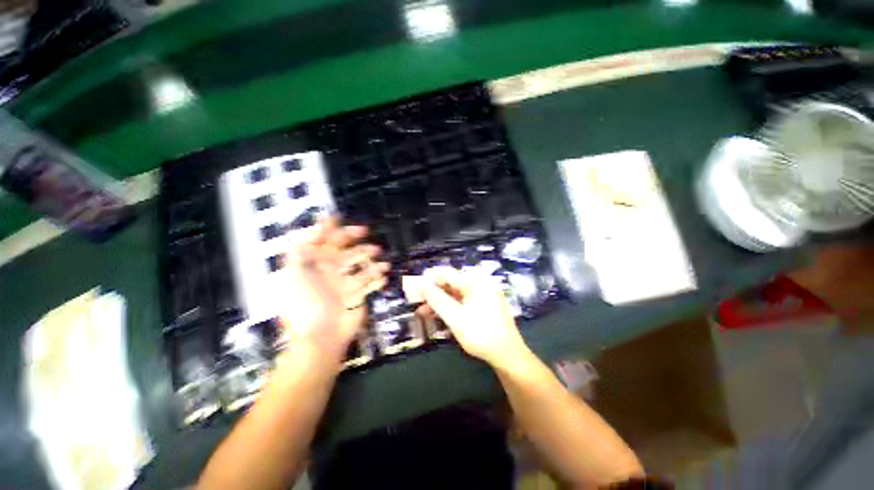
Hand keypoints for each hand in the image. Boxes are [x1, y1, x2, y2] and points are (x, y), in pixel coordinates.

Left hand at [279, 216, 388, 361]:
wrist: (321, 337)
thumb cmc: (305, 305)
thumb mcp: (293, 275)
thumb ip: (299, 250)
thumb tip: (309, 228)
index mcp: (313, 266)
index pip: (321, 242)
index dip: (327, 229)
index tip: (337, 217)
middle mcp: (330, 272)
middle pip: (345, 251)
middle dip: (356, 242)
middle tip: (367, 236)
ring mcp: (345, 284)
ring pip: (361, 265)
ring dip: (372, 261)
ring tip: (382, 263)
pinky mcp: (358, 295)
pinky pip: (370, 283)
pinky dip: (377, 278)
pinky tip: (383, 276)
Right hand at [417, 267, 528, 368]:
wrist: (509, 355)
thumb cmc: (481, 334)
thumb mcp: (455, 317)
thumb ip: (437, 299)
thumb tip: (421, 284)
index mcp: (475, 282)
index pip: (447, 273)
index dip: (430, 277)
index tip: (415, 285)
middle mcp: (480, 284)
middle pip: (452, 283)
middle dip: (434, 292)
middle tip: (418, 301)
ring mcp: (484, 295)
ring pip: (457, 293)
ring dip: (440, 301)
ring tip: (424, 312)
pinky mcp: (485, 305)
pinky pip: (464, 301)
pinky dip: (451, 306)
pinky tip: (440, 315)